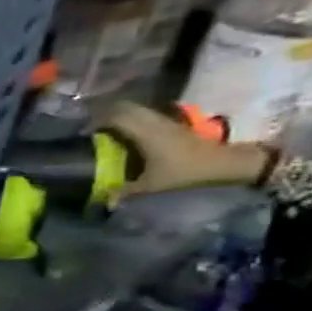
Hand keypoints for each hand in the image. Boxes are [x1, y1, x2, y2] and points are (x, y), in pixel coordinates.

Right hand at [101, 102, 268, 197]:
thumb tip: (104, 202)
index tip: (82, 132)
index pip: (115, 116)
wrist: (228, 164)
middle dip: (106, 115)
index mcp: (145, 132)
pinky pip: (147, 116)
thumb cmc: (187, 172)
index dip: (96, 121)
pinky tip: (129, 135)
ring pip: (137, 110)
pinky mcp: (174, 125)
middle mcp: (154, 121)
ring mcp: (166, 121)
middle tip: (92, 129)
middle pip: (125, 108)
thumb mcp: (152, 186)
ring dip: (121, 116)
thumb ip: (125, 192)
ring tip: (107, 131)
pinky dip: (134, 121)